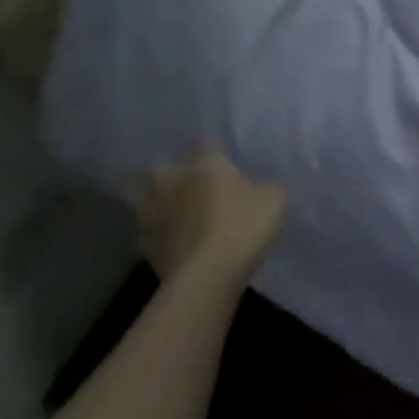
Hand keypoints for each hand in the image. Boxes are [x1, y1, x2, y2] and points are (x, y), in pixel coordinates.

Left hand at [132, 151, 287, 285]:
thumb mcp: (274, 198)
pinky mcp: (145, 246)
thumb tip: (258, 186)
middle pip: (162, 166)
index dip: (213, 145)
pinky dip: (155, 233)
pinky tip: (168, 238)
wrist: (207, 276)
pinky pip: (147, 232)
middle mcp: (173, 181)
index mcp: (205, 163)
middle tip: (187, 179)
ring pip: (143, 198)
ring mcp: (153, 214)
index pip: (206, 141)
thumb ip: (264, 186)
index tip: (220, 150)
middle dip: (172, 171)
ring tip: (170, 207)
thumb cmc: (244, 226)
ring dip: (155, 200)